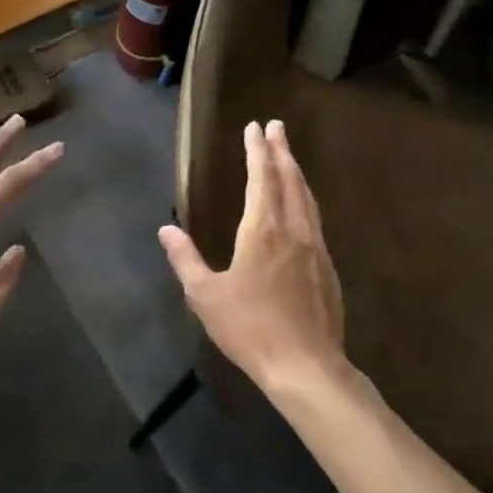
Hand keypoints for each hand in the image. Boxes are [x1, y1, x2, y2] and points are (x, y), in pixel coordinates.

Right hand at [158, 120, 345, 388]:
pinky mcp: (327, 267)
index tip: (255, 127)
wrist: (306, 366)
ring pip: (306, 198)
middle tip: (276, 126)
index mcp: (262, 230)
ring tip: (289, 156)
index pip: (261, 178)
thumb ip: (185, 259)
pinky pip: (315, 219)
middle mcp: (292, 230)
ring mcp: (315, 247)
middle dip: (280, 150)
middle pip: (288, 179)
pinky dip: (306, 199)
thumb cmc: (250, 328)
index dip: (257, 151)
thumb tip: (166, 228)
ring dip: (296, 171)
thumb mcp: (206, 296)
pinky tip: (303, 206)